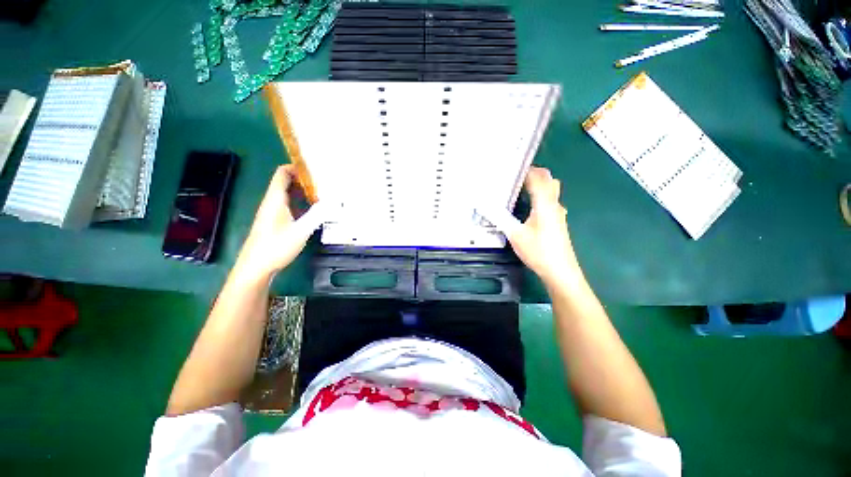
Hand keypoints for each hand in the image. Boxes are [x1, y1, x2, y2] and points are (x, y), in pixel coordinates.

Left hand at [236, 165, 321, 279]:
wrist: (256, 268)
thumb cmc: (275, 247)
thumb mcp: (300, 231)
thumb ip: (317, 215)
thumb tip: (334, 201)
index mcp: (275, 199)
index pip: (282, 173)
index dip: (296, 166)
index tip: (316, 167)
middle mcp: (272, 203)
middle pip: (287, 182)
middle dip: (305, 179)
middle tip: (326, 180)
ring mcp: (273, 213)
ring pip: (289, 195)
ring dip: (304, 192)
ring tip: (324, 193)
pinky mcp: (276, 223)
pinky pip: (290, 206)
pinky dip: (302, 203)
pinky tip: (314, 211)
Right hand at [505, 167, 580, 286]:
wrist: (560, 271)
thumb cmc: (538, 251)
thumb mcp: (515, 235)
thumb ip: (500, 218)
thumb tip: (484, 206)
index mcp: (545, 204)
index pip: (538, 178)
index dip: (526, 170)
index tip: (512, 168)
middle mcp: (554, 205)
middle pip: (549, 180)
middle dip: (535, 174)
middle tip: (516, 176)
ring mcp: (559, 214)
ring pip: (552, 191)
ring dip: (539, 185)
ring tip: (521, 188)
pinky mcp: (558, 222)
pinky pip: (550, 201)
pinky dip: (541, 196)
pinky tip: (529, 207)